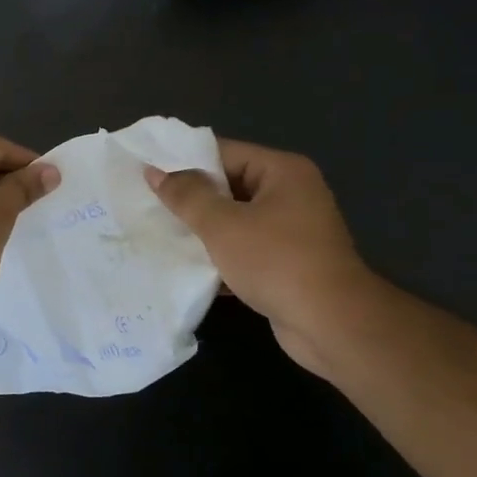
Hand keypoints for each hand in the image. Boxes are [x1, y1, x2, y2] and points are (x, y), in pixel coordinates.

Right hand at [145, 138, 376, 375]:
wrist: (330, 323)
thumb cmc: (276, 261)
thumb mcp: (222, 224)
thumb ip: (187, 196)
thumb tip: (155, 173)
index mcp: (282, 172)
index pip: (224, 153)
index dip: (184, 162)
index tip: (146, 174)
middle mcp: (291, 194)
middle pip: (228, 186)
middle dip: (189, 199)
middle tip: (146, 205)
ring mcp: (290, 230)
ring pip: (233, 220)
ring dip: (200, 230)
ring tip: (157, 234)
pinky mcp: (286, 262)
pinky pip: (243, 249)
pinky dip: (218, 256)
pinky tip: (185, 266)